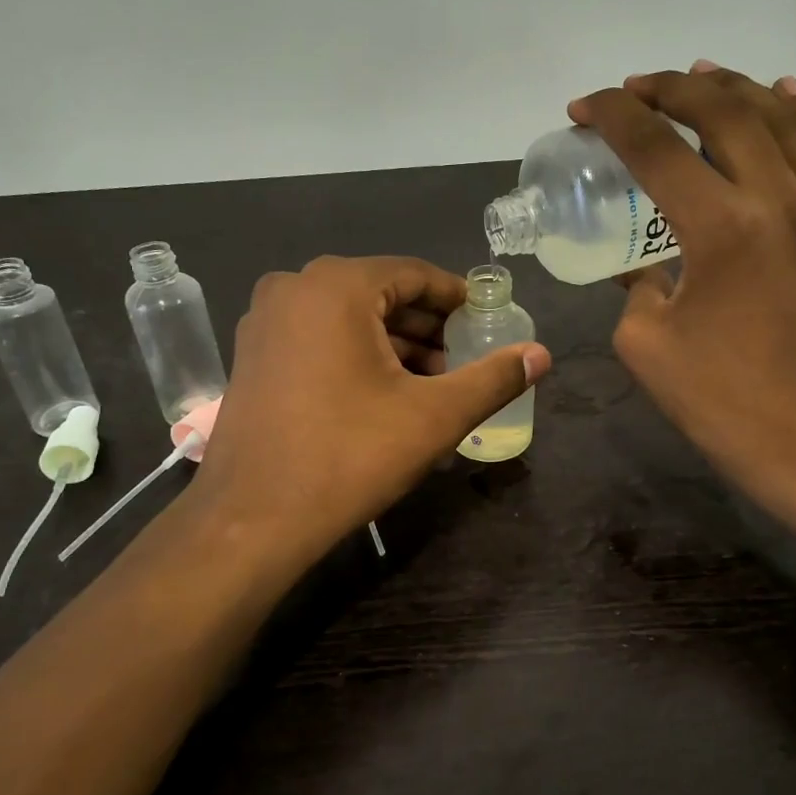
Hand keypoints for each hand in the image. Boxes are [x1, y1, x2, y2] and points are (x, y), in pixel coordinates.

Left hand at [189, 256, 550, 565]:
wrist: (252, 519)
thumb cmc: (349, 456)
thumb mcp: (434, 416)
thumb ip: (493, 378)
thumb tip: (542, 354)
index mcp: (336, 286)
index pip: (415, 275)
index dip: (458, 299)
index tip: (488, 323)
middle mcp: (294, 288)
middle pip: (381, 294)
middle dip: (428, 328)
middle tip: (464, 362)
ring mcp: (265, 322)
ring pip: (349, 319)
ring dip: (395, 346)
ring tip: (433, 385)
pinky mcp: (254, 356)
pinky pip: (319, 339)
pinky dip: (357, 356)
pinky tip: (386, 395)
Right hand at [569, 61, 795, 501]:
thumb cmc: (710, 394)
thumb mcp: (643, 337)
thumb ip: (637, 281)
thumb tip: (646, 260)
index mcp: (721, 230)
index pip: (658, 147)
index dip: (614, 116)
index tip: (584, 108)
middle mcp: (780, 202)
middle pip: (724, 111)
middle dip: (670, 88)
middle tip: (635, 90)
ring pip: (782, 117)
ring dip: (733, 87)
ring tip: (698, 76)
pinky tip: (781, 92)